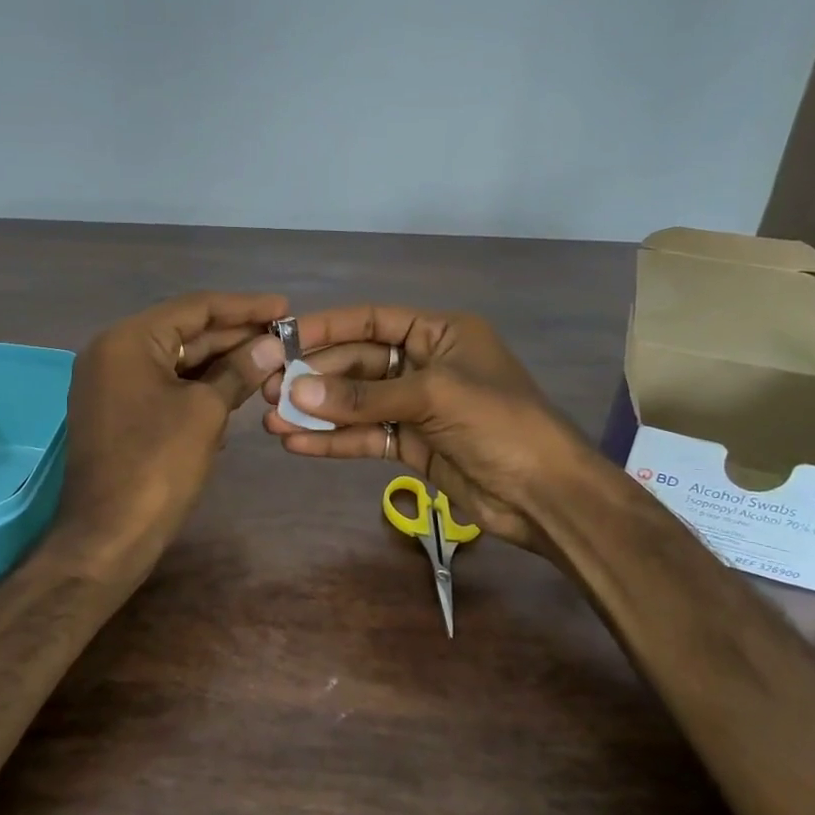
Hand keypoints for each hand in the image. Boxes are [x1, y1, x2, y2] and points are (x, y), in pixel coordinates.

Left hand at [60, 291, 286, 563]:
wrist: (107, 536)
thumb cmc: (157, 465)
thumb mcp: (205, 412)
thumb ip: (237, 371)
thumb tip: (271, 345)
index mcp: (128, 340)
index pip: (194, 308)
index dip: (243, 307)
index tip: (284, 308)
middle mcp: (113, 352)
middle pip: (184, 332)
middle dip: (234, 336)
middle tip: (283, 337)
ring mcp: (112, 384)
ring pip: (176, 361)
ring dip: (220, 363)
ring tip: (269, 361)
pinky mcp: (118, 412)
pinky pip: (164, 386)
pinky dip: (198, 386)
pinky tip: (236, 391)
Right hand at [262, 306, 586, 553]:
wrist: (546, 495)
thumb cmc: (499, 424)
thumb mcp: (432, 397)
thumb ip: (364, 396)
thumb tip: (298, 391)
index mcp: (440, 332)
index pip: (372, 320)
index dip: (327, 328)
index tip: (282, 340)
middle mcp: (425, 363)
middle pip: (358, 363)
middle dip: (315, 378)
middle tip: (268, 389)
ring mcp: (417, 406)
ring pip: (357, 403)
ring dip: (317, 412)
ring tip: (271, 420)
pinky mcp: (412, 444)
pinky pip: (366, 436)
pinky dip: (334, 441)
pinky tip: (297, 445)